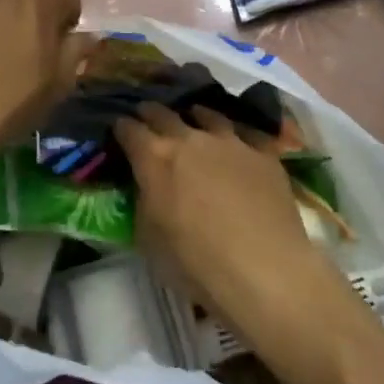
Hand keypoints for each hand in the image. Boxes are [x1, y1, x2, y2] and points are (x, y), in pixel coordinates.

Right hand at [114, 103, 330, 326]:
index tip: (119, 131)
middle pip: (164, 114)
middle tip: (147, 117)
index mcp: (155, 158)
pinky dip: (236, 135)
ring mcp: (230, 141)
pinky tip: (237, 141)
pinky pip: (247, 133)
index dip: (122, 128)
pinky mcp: (263, 153)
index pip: (129, 129)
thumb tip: (145, 186)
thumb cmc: (196, 263)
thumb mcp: (149, 239)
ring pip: (207, 115)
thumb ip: (143, 202)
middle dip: (151, 114)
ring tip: (193, 117)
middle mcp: (190, 138)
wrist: (264, 270)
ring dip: (195, 116)